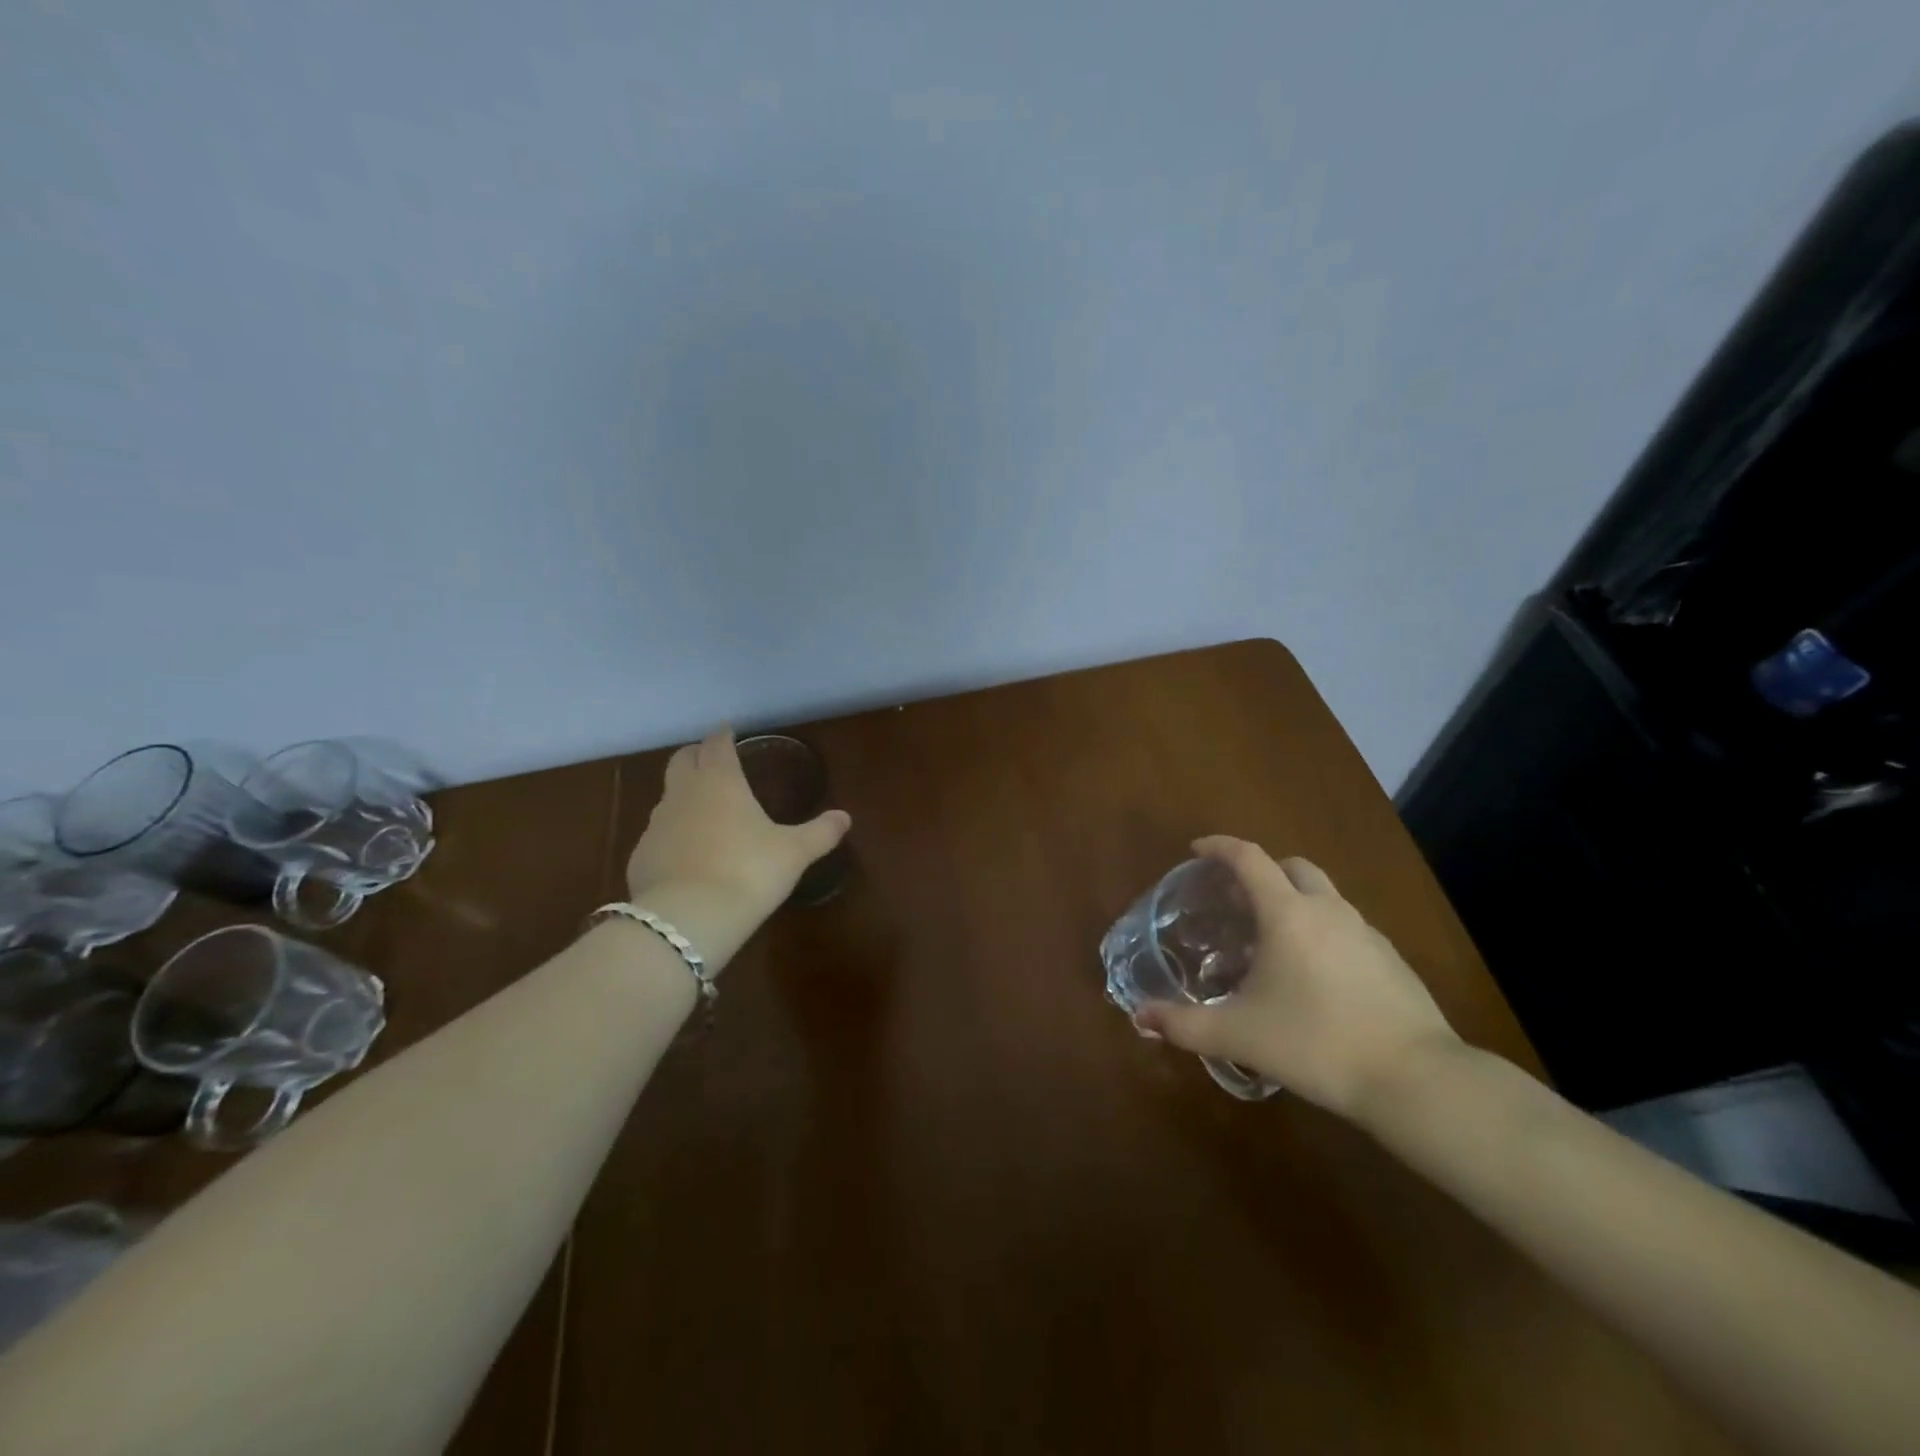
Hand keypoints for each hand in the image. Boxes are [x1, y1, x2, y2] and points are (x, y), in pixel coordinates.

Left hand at [625, 729, 850, 933]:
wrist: (686, 919)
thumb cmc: (748, 872)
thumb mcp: (794, 853)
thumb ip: (820, 832)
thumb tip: (845, 817)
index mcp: (720, 781)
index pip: (716, 744)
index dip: (723, 736)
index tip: (729, 732)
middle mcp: (683, 794)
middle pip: (681, 760)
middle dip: (696, 755)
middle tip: (712, 760)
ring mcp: (656, 825)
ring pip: (667, 797)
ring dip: (683, 796)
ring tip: (704, 811)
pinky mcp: (640, 857)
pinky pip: (658, 835)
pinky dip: (672, 835)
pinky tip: (688, 856)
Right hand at [1133, 836, 1461, 1118]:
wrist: (1415, 1080)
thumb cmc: (1315, 1043)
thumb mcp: (1239, 1035)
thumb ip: (1184, 1025)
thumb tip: (1139, 1018)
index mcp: (1287, 913)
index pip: (1249, 858)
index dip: (1219, 846)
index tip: (1196, 850)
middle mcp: (1327, 910)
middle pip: (1292, 866)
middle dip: (1262, 871)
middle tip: (1236, 900)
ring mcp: (1366, 933)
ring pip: (1324, 896)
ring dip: (1294, 901)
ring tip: (1271, 940)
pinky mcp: (1391, 959)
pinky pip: (1346, 927)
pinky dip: (1322, 931)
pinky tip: (1313, 975)